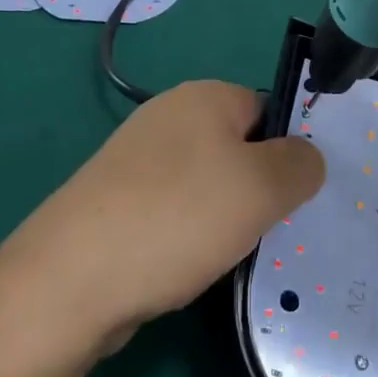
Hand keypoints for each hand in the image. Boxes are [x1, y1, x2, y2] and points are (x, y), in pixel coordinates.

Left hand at [4, 81, 324, 353]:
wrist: (71, 280)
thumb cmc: (178, 217)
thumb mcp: (261, 187)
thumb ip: (299, 165)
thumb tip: (307, 157)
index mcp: (204, 96)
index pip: (267, 110)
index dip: (288, 151)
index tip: (299, 198)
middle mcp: (168, 117)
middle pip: (237, 148)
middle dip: (258, 190)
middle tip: (272, 231)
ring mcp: (137, 162)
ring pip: (206, 185)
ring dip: (225, 220)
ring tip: (232, 256)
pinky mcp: (117, 203)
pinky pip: (174, 213)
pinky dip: (189, 239)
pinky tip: (191, 270)